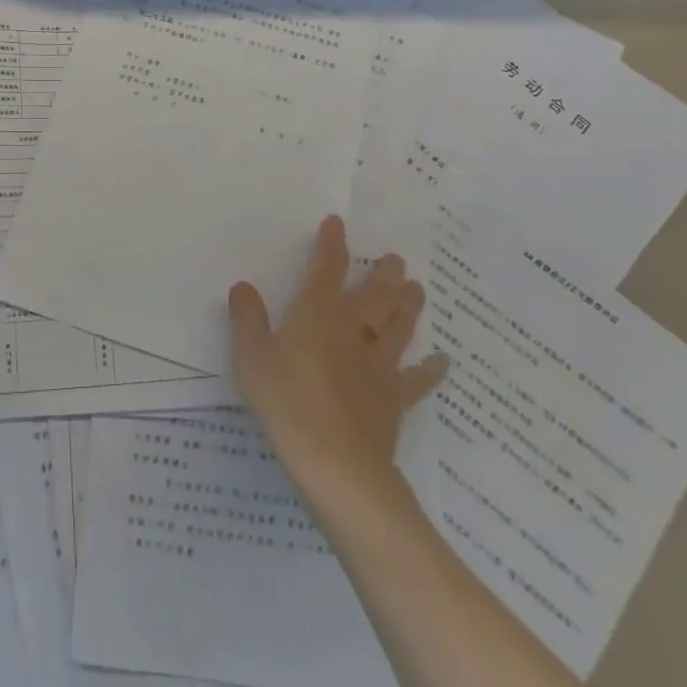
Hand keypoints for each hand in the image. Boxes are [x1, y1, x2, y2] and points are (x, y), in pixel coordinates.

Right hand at [229, 215, 446, 484]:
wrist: (336, 462)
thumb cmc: (286, 402)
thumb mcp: (251, 357)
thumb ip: (247, 319)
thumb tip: (244, 286)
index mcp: (318, 314)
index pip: (327, 269)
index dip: (332, 245)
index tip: (337, 224)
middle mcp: (353, 330)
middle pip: (374, 295)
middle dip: (384, 274)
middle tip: (396, 259)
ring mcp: (379, 365)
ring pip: (398, 327)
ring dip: (408, 306)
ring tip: (417, 289)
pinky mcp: (395, 398)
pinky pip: (417, 379)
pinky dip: (430, 369)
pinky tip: (442, 361)